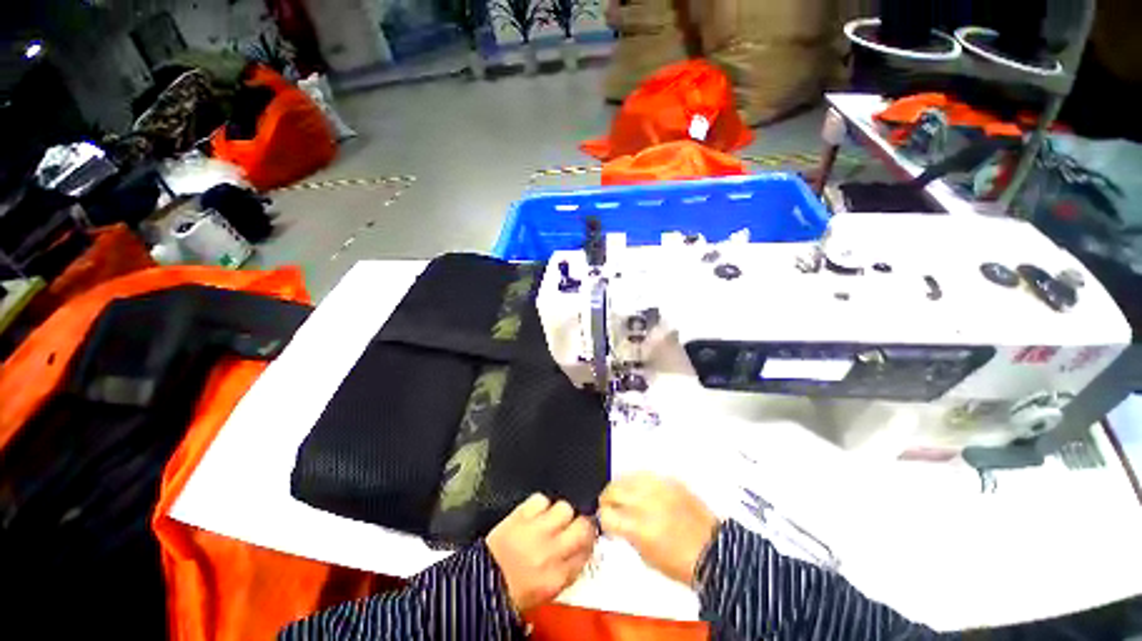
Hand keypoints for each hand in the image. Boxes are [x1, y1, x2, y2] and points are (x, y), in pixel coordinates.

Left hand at [486, 494, 596, 612]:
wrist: (481, 582)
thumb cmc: (515, 589)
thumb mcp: (549, 589)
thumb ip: (570, 568)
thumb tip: (585, 548)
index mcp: (559, 575)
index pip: (588, 549)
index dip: (589, 540)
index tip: (586, 536)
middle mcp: (552, 551)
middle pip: (582, 526)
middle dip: (582, 523)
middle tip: (575, 523)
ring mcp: (536, 530)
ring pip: (564, 508)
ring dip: (561, 512)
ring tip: (553, 518)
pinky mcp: (520, 515)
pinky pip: (541, 499)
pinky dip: (541, 503)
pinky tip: (537, 512)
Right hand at [599, 473, 718, 585]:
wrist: (714, 552)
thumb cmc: (680, 563)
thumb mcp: (646, 557)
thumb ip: (627, 534)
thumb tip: (615, 520)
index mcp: (639, 528)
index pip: (607, 514)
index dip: (603, 518)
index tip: (605, 520)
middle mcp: (647, 503)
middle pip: (613, 490)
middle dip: (607, 499)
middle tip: (610, 506)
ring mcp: (660, 488)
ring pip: (627, 477)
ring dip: (621, 487)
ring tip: (624, 495)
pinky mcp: (671, 480)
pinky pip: (646, 474)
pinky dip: (639, 482)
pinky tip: (641, 490)